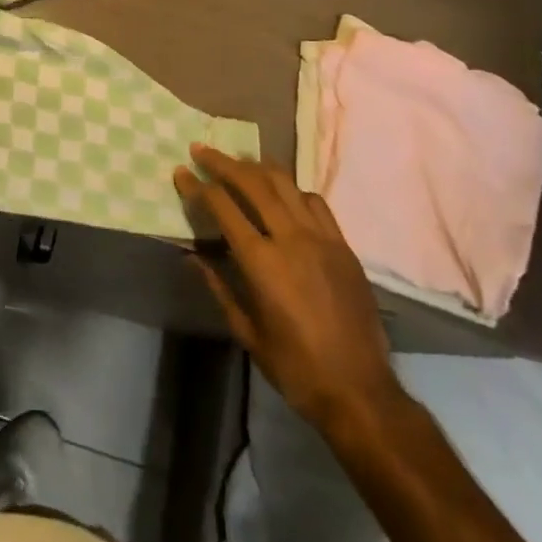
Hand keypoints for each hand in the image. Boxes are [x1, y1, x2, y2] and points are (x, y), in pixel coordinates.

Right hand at [174, 145, 402, 430]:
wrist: (360, 391)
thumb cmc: (294, 366)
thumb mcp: (245, 330)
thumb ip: (218, 285)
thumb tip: (191, 255)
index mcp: (262, 262)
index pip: (222, 206)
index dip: (197, 186)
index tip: (181, 172)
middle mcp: (291, 239)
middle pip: (253, 182)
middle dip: (223, 162)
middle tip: (202, 150)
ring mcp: (322, 239)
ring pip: (286, 184)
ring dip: (257, 166)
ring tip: (238, 160)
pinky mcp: (343, 246)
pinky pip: (315, 202)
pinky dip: (292, 189)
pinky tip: (282, 193)